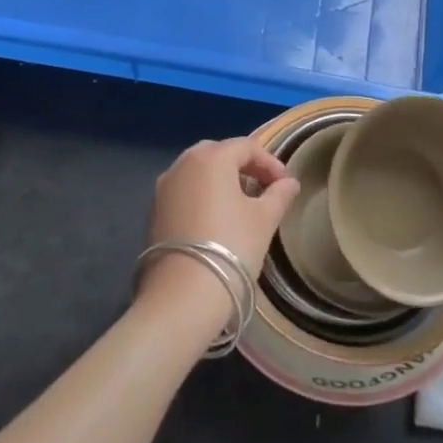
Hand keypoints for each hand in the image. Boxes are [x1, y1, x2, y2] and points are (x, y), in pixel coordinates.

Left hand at [139, 137, 298, 311]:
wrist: (183, 295)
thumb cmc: (231, 246)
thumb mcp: (264, 219)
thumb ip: (279, 195)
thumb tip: (289, 183)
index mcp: (211, 158)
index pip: (246, 147)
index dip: (269, 162)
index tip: (284, 184)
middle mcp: (182, 164)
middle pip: (218, 154)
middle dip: (243, 166)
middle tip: (263, 188)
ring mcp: (163, 188)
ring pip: (197, 172)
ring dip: (221, 180)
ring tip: (241, 204)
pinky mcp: (153, 211)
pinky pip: (184, 191)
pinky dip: (202, 196)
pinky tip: (215, 220)